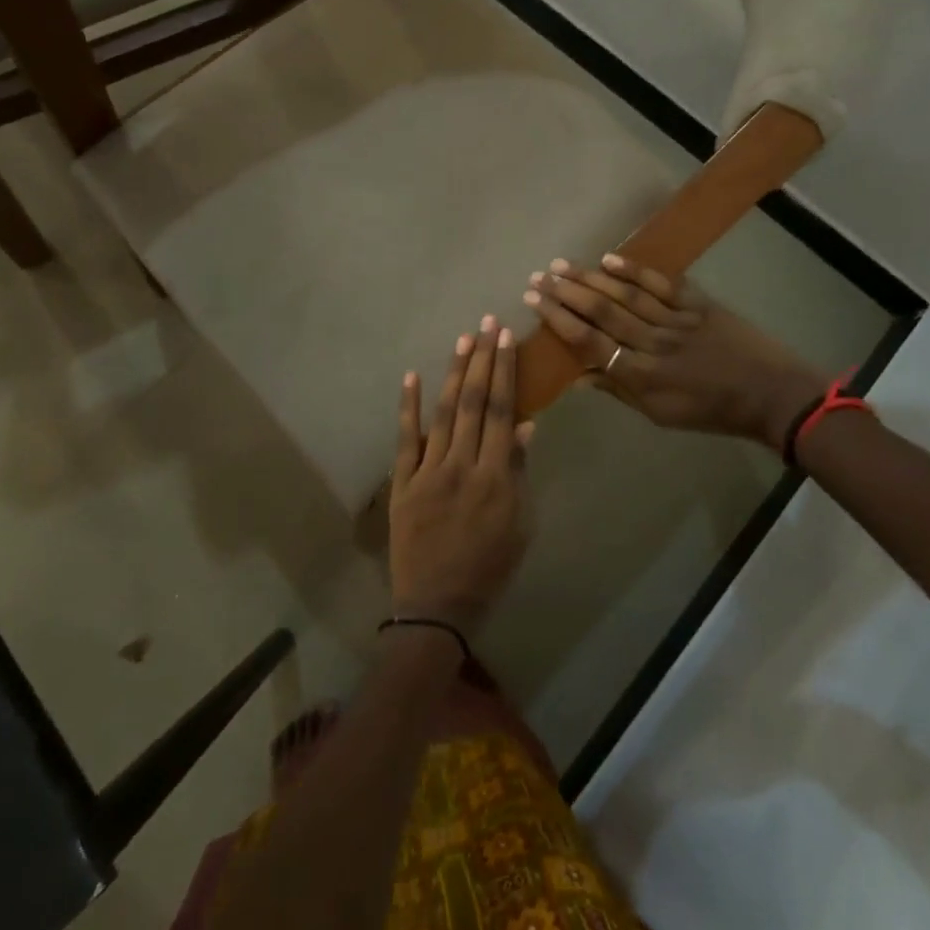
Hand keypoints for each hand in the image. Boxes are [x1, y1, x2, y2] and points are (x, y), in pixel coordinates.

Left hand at [390, 316, 533, 633]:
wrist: (438, 605)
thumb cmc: (490, 567)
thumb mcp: (520, 525)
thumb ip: (520, 473)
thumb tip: (526, 426)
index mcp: (496, 477)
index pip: (503, 411)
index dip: (505, 372)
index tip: (506, 339)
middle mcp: (462, 465)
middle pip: (475, 403)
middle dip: (482, 360)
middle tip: (487, 324)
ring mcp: (428, 472)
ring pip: (444, 413)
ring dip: (454, 374)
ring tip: (463, 340)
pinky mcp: (402, 482)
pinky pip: (405, 439)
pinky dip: (409, 407)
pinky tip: (412, 377)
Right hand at [523, 254, 826, 444]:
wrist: (771, 394)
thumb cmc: (711, 411)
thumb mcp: (660, 414)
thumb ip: (618, 391)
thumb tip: (577, 376)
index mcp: (643, 375)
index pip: (591, 342)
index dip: (559, 320)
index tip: (534, 302)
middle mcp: (654, 343)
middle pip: (603, 312)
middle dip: (566, 293)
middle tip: (538, 277)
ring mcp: (677, 320)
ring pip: (626, 295)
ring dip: (591, 278)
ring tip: (561, 264)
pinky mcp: (698, 304)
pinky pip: (662, 284)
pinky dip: (635, 271)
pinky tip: (610, 258)